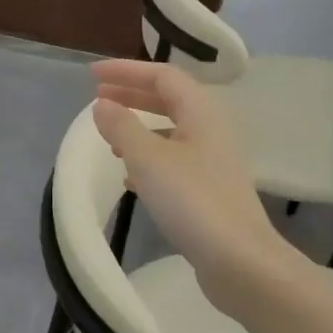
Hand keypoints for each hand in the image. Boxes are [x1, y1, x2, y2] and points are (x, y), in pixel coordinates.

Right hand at [89, 61, 304, 312]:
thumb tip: (102, 104)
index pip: (163, 76)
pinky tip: (129, 175)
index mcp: (201, 113)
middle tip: (97, 97)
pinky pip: (173, 161)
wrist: (240, 261)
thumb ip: (122, 127)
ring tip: (109, 135)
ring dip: (139, 127)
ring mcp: (212, 163)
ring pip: (170, 131)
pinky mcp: (208, 192)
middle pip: (169, 100)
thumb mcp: (148, 159)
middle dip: (132, 95)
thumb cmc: (193, 201)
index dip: (126, 71)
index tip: (92, 74)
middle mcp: (210, 131)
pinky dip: (148, 158)